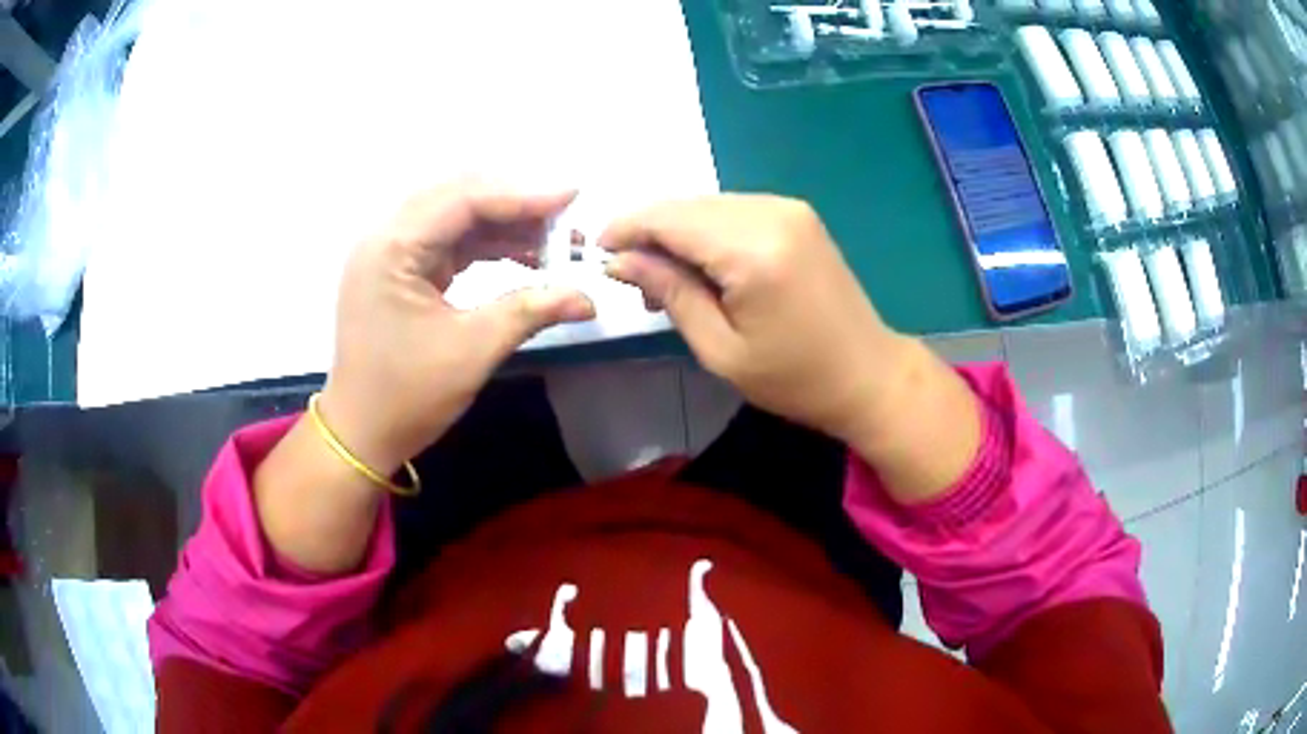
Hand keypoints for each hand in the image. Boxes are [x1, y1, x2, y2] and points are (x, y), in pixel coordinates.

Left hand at [320, 181, 594, 473]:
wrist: (361, 433)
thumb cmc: (407, 395)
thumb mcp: (472, 351)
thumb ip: (530, 311)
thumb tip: (588, 298)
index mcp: (393, 247)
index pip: (463, 199)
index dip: (521, 195)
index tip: (572, 198)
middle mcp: (387, 237)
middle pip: (458, 197)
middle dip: (514, 204)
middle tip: (564, 218)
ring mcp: (390, 253)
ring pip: (455, 218)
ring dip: (503, 224)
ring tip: (552, 240)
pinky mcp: (399, 271)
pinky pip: (448, 241)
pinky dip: (486, 244)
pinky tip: (522, 254)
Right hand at [599, 195, 914, 445]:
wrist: (868, 373)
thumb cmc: (794, 378)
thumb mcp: (721, 349)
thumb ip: (671, 293)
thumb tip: (622, 260)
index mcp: (753, 250)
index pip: (670, 218)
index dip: (627, 229)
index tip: (599, 253)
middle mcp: (771, 213)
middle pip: (687, 205)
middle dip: (651, 232)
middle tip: (635, 278)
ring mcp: (788, 208)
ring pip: (708, 204)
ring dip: (678, 232)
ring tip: (668, 281)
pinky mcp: (797, 214)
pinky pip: (734, 210)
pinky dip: (707, 231)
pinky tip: (703, 267)